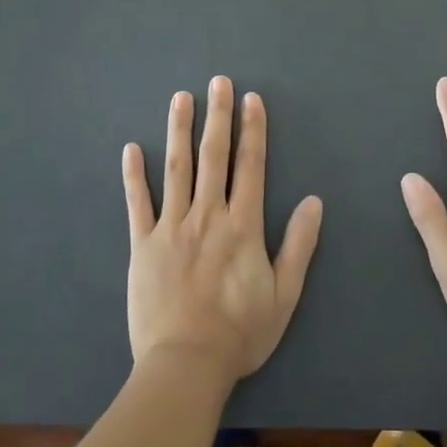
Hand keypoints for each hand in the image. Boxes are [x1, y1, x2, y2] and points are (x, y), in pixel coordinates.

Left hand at [122, 77, 323, 386]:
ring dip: (179, 131)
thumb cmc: (240, 332)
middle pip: (214, 157)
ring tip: (181, 99)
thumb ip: (299, 244)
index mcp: (243, 225)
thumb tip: (314, 201)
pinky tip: (132, 148)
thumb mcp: (285, 293)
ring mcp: (172, 227)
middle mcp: (208, 215)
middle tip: (218, 82)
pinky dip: (134, 175)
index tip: (251, 100)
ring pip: (176, 169)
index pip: (250, 166)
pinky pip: (137, 203)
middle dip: (218, 116)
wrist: (186, 364)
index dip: (252, 130)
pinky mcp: (143, 245)